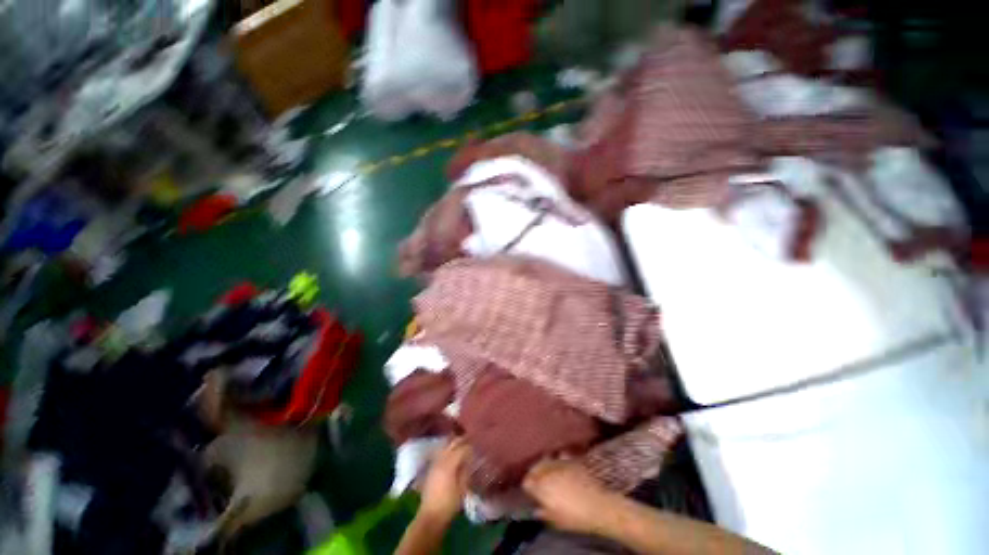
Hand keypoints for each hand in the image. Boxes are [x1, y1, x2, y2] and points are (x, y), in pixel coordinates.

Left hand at [418, 438, 471, 522]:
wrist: (430, 517)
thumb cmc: (449, 505)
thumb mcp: (462, 488)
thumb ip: (466, 470)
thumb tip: (471, 458)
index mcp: (449, 464)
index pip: (462, 448)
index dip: (470, 445)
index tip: (478, 444)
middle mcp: (440, 460)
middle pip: (452, 443)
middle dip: (462, 440)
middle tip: (472, 441)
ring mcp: (434, 463)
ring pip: (446, 446)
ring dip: (454, 443)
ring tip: (463, 444)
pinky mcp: (431, 468)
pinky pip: (441, 452)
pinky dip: (448, 449)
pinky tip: (453, 453)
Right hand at [522, 459, 617, 534]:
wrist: (598, 505)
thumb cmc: (576, 517)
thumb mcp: (557, 521)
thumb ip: (544, 513)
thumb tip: (537, 510)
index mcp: (541, 487)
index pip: (527, 482)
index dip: (527, 487)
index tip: (530, 492)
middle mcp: (547, 471)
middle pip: (535, 467)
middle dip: (534, 473)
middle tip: (537, 481)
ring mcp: (560, 463)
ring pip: (546, 459)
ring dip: (544, 464)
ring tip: (547, 471)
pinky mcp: (571, 459)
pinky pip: (560, 455)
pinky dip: (558, 458)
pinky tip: (560, 463)